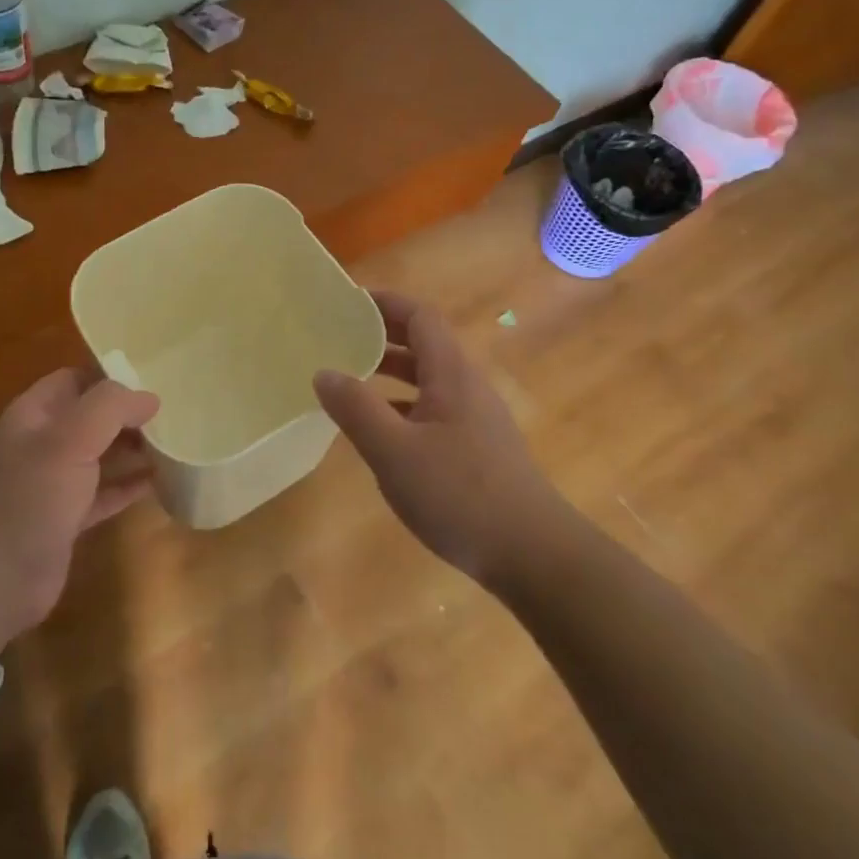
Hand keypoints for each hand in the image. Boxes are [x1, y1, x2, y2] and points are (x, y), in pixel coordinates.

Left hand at [0, 370, 159, 655]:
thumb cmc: (29, 499)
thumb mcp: (69, 441)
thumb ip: (110, 409)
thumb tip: (149, 397)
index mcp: (34, 415)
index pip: (74, 379)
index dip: (109, 378)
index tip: (152, 383)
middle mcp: (42, 443)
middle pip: (90, 416)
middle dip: (126, 414)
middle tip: (171, 415)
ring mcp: (53, 483)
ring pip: (99, 454)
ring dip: (131, 448)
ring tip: (174, 443)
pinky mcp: (66, 519)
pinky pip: (103, 493)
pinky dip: (128, 486)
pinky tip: (157, 482)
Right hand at [313, 291, 574, 583]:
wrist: (534, 555)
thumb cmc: (460, 495)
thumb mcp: (394, 452)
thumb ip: (356, 409)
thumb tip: (323, 372)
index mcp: (452, 375)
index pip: (420, 317)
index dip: (385, 304)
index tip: (346, 304)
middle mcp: (467, 388)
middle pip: (424, 345)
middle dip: (382, 336)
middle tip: (338, 338)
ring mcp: (475, 420)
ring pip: (428, 380)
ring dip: (390, 373)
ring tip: (350, 380)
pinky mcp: (477, 450)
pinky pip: (432, 410)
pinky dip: (402, 407)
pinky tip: (380, 433)